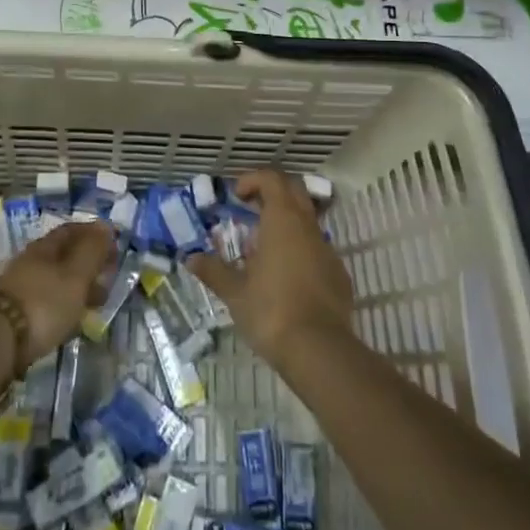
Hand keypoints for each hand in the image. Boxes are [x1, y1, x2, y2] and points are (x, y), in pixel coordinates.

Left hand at [0, 220, 117, 363]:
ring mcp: (21, 286)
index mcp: (45, 246)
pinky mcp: (16, 312)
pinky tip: (72, 318)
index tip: (114, 245)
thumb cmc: (44, 302)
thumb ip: (92, 251)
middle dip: (88, 262)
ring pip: (56, 278)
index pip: (72, 230)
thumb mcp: (76, 275)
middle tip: (109, 277)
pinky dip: (64, 303)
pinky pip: (48, 299)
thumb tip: (105, 225)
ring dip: (77, 286)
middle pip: (64, 254)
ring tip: (95, 303)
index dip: (94, 234)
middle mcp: (31, 260)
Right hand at [189, 169, 355, 368]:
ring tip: (263, 248)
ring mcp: (327, 249)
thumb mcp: (235, 293)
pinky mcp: (338, 273)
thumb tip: (191, 258)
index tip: (236, 196)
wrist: (320, 350)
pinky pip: (317, 248)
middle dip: (271, 193)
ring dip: (285, 223)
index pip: (272, 178)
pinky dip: (299, 249)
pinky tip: (285, 276)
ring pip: (307, 220)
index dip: (253, 179)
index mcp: (282, 220)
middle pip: (293, 190)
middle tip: (250, 210)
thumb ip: (213, 271)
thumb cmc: (271, 311)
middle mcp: (307, 226)